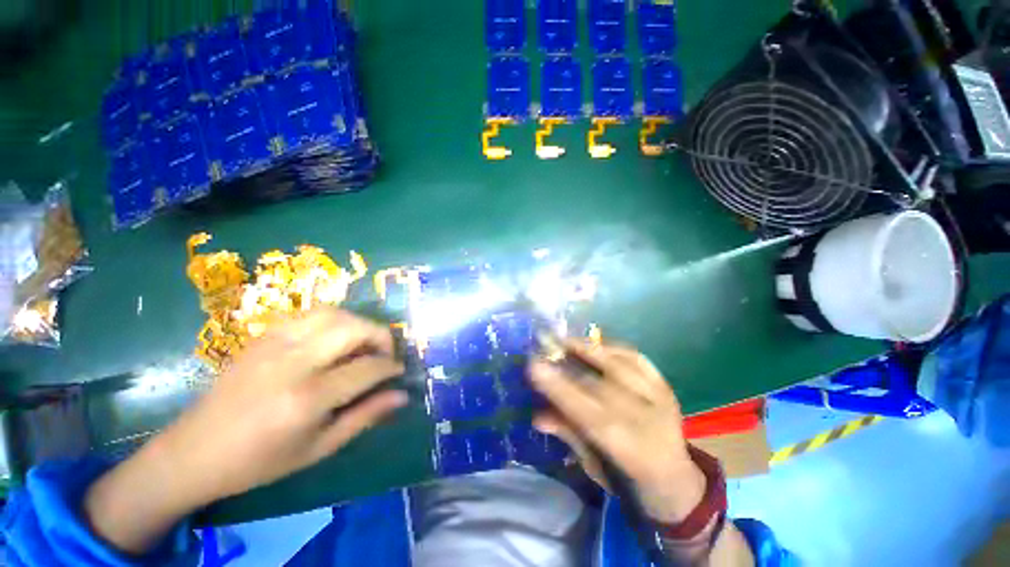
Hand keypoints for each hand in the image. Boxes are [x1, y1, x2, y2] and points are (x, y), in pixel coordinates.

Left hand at [85, 308, 406, 553]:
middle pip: (354, 329)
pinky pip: (310, 314)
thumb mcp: (319, 448)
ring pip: (334, 313)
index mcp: (308, 398)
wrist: (194, 452)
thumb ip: (365, 416)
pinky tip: (333, 339)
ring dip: (358, 324)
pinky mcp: (263, 336)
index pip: (368, 368)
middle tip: (385, 355)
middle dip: (381, 337)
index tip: (399, 372)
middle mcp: (294, 362)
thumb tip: (402, 396)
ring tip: (362, 344)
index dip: (391, 367)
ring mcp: (275, 343)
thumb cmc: (260, 461)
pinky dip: (334, 320)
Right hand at [529, 341, 704, 523]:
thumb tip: (538, 415)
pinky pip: (636, 357)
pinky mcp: (665, 385)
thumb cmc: (629, 480)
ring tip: (564, 340)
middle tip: (544, 348)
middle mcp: (650, 420)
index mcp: (632, 451)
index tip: (534, 366)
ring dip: (589, 349)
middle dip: (569, 363)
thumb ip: (570, 435)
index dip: (560, 389)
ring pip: (621, 364)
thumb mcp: (596, 467)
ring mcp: (661, 398)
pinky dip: (612, 347)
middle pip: (602, 384)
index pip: (589, 414)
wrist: (677, 479)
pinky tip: (594, 344)